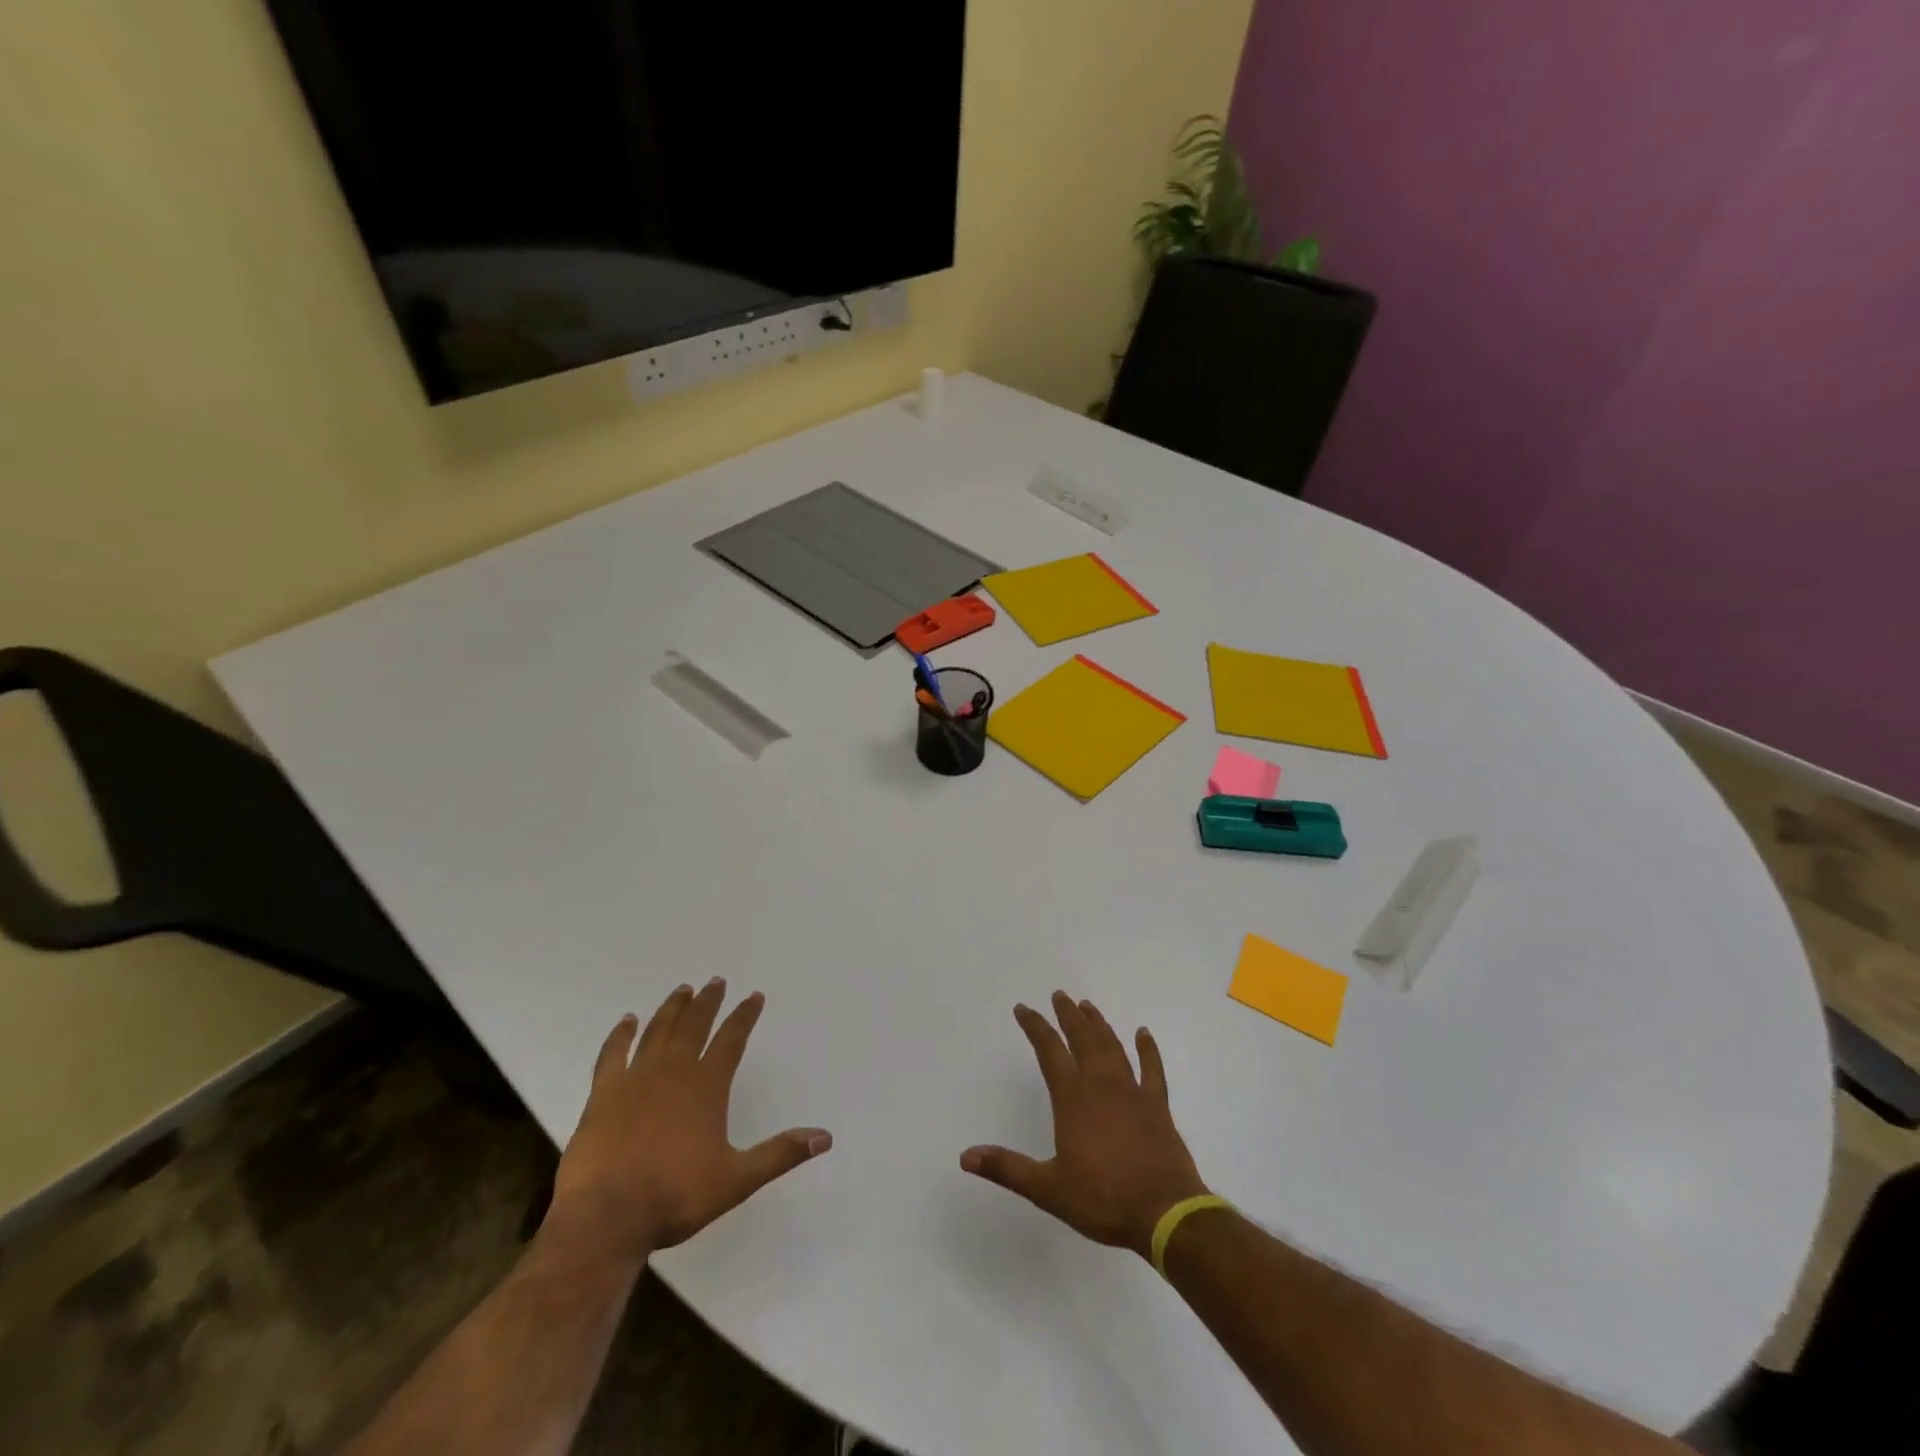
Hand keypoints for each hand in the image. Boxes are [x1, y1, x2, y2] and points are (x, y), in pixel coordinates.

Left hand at [545, 979, 830, 1265]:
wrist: (606, 1217)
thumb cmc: (674, 1196)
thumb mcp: (736, 1180)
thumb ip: (780, 1154)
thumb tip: (825, 1137)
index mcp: (707, 1085)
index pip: (732, 1039)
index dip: (745, 1016)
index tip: (754, 996)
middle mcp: (673, 1071)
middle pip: (695, 1025)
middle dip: (709, 1001)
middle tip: (716, 981)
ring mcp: (635, 1078)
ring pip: (658, 1031)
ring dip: (673, 1008)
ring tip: (683, 990)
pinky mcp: (603, 1093)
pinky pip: (613, 1053)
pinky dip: (621, 1034)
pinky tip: (627, 1021)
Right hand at [962, 991, 1208, 1259]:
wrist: (1165, 1213)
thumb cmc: (1103, 1199)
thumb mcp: (1048, 1189)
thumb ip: (1007, 1169)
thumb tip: (965, 1156)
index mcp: (1073, 1099)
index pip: (1049, 1051)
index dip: (1035, 1027)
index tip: (1023, 1009)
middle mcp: (1101, 1085)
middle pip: (1082, 1039)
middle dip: (1068, 1016)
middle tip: (1060, 995)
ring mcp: (1132, 1092)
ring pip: (1113, 1047)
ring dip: (1099, 1025)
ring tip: (1088, 1006)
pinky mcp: (1157, 1106)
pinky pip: (1153, 1069)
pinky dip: (1148, 1049)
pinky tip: (1144, 1033)